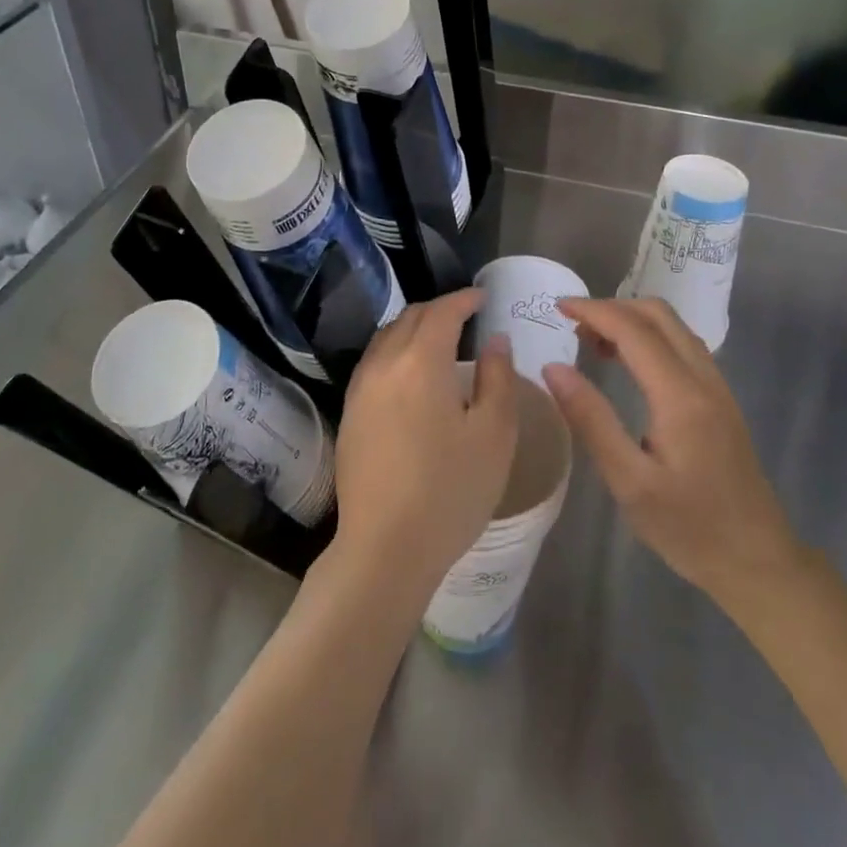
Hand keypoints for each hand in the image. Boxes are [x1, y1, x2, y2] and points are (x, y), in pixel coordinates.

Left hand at [333, 289, 518, 599]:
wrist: (385, 548)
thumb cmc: (450, 491)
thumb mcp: (494, 435)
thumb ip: (498, 378)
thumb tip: (495, 340)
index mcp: (422, 361)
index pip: (443, 312)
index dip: (464, 299)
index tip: (483, 298)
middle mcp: (384, 364)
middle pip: (410, 318)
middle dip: (439, 309)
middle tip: (466, 317)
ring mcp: (360, 389)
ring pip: (386, 337)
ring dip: (413, 328)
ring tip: (439, 340)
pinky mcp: (349, 413)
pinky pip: (374, 362)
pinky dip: (395, 351)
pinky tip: (410, 374)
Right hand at [544, 297, 799, 603]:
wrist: (758, 562)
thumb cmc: (690, 528)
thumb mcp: (630, 482)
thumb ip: (591, 420)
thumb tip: (553, 368)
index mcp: (680, 395)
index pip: (633, 329)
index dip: (593, 310)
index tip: (556, 307)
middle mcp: (704, 379)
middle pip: (658, 314)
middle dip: (612, 308)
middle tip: (573, 327)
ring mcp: (717, 387)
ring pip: (673, 327)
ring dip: (632, 320)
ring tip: (592, 343)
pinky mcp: (720, 400)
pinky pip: (683, 346)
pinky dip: (649, 337)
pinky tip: (628, 364)